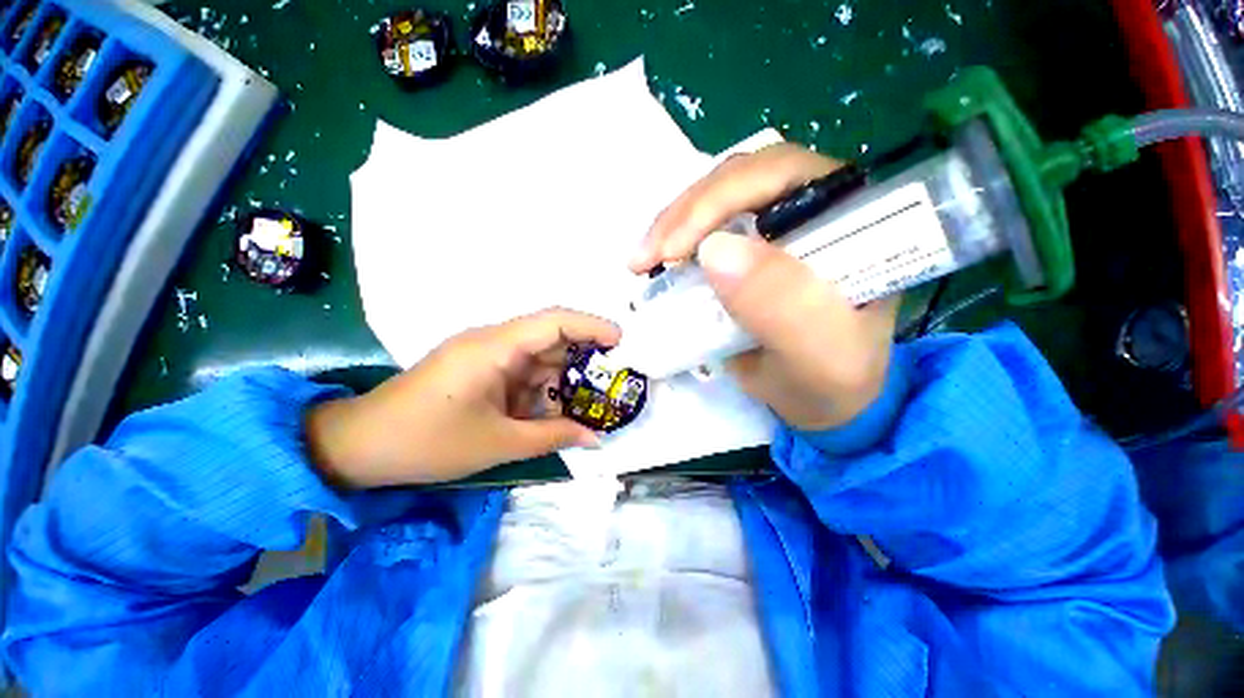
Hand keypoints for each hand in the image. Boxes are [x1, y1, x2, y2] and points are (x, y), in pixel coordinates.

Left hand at [306, 308, 619, 488]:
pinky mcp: (480, 370)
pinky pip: (522, 373)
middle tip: (616, 378)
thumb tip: (596, 439)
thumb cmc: (427, 442)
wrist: (360, 446)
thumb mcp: (499, 443)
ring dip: (564, 378)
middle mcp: (493, 342)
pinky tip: (558, 410)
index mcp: (495, 347)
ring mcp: (486, 355)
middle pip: (551, 337)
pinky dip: (543, 390)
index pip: (554, 321)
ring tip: (594, 400)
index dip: (592, 326)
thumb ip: (553, 437)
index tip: (622, 342)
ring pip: (539, 358)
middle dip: (585, 357)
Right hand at [629, 144, 898, 430]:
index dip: (720, 200)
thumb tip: (715, 251)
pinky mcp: (746, 247)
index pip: (782, 176)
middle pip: (741, 180)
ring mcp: (775, 225)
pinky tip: (657, 262)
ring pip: (716, 199)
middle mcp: (813, 208)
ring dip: (673, 225)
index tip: (673, 250)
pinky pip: (706, 228)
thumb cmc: (830, 380)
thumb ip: (783, 308)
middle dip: (685, 214)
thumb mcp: (818, 356)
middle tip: (645, 258)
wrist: (818, 396)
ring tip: (642, 262)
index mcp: (849, 221)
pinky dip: (675, 241)